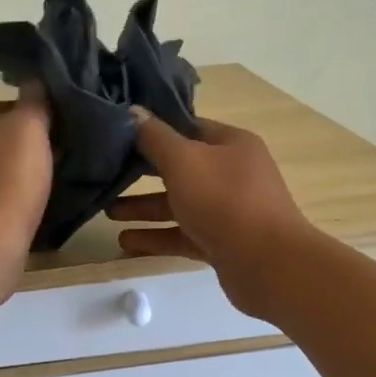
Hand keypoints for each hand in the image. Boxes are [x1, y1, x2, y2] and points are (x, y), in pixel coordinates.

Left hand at [0, 88, 52, 304]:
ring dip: (29, 173)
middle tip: (69, 151)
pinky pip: (1, 199)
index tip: (64, 124)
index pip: (4, 104)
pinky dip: (21, 200)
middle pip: (4, 138)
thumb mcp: (27, 128)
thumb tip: (38, 79)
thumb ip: (34, 100)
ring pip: (3, 169)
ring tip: (61, 179)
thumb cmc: (6, 183)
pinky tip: (42, 207)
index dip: (35, 110)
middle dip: (34, 143)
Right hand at [107, 111, 313, 317]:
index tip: (120, 134)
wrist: (268, 265)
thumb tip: (133, 111)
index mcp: (232, 145)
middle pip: (181, 168)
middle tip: (107, 176)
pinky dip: (157, 237)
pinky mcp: (223, 244)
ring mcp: (230, 211)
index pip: (189, 128)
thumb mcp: (183, 161)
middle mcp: (233, 174)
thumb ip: (154, 137)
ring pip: (180, 205)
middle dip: (143, 174)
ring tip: (108, 213)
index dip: (155, 129)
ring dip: (145, 208)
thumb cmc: (225, 201)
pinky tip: (125, 242)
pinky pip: (184, 236)